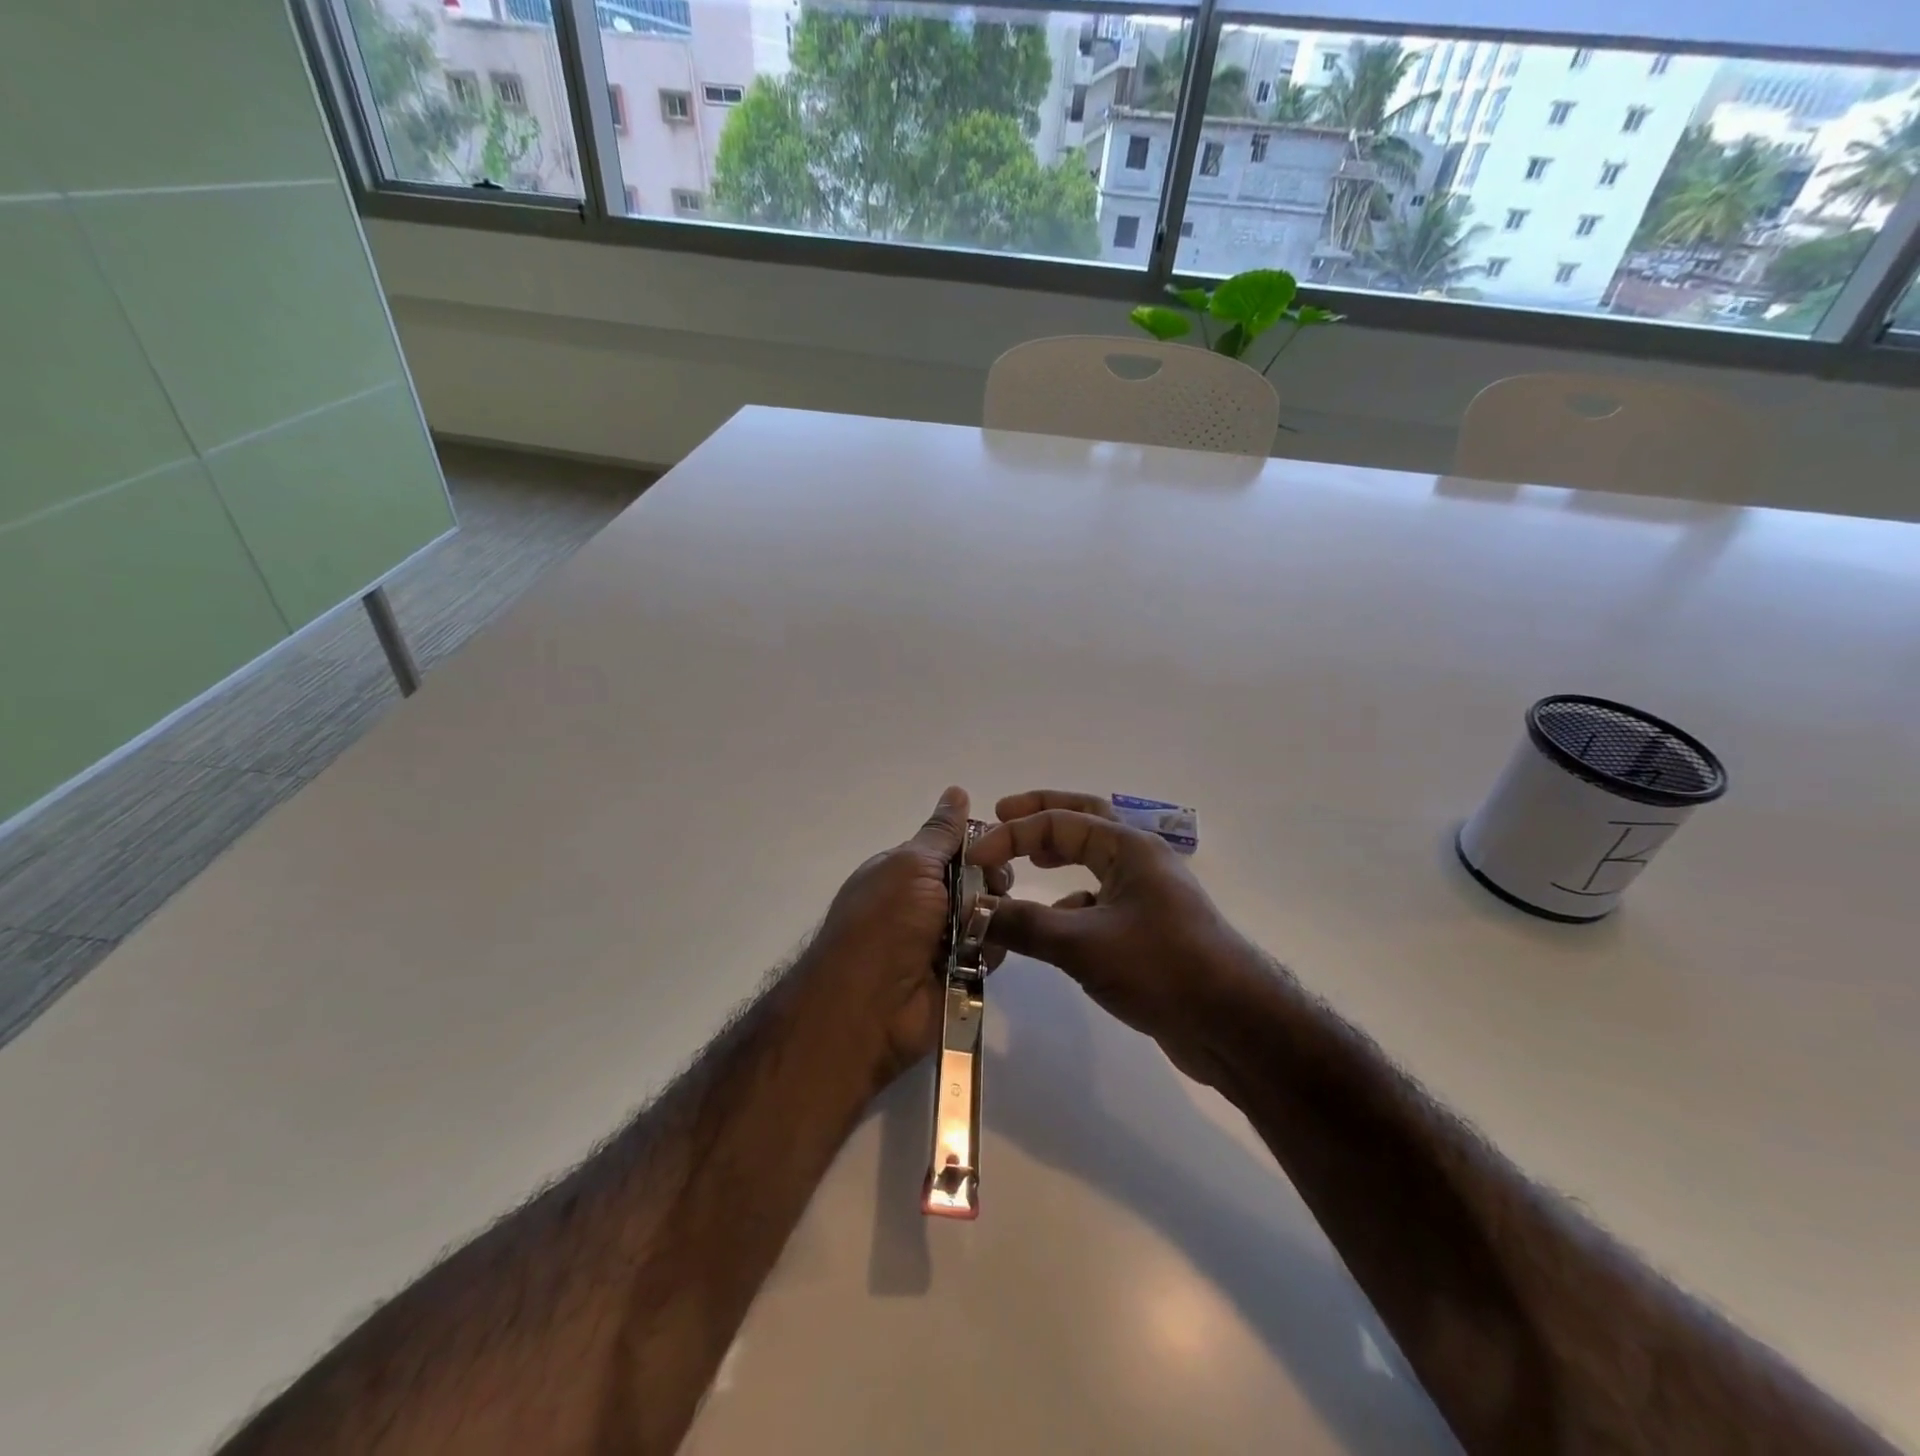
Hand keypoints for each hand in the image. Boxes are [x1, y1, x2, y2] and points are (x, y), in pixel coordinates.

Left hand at [809, 787, 1010, 1085]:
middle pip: (980, 879)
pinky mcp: (961, 972)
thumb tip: (956, 791)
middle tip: (986, 890)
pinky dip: (990, 949)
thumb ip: (940, 833)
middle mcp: (926, 902)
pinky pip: (993, 949)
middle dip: (990, 881)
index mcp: (906, 872)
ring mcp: (944, 939)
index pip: (955, 847)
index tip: (998, 845)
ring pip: (992, 914)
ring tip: (978, 928)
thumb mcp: (910, 866)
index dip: (979, 845)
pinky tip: (978, 955)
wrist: (869, 1006)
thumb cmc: (885, 922)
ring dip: (991, 917)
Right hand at [970, 790, 1256, 1086]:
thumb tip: (974, 914)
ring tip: (1024, 867)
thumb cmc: (1162, 967)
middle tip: (1001, 814)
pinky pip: (1098, 902)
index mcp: (1129, 846)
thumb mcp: (1083, 944)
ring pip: (1092, 862)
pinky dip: (1069, 905)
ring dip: (1057, 858)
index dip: (1012, 834)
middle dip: (1040, 816)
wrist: (1233, 1025)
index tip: (975, 857)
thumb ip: (1024, 925)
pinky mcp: (1146, 929)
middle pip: (1083, 820)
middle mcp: (1139, 860)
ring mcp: (1145, 895)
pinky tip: (1052, 930)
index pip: (1059, 822)